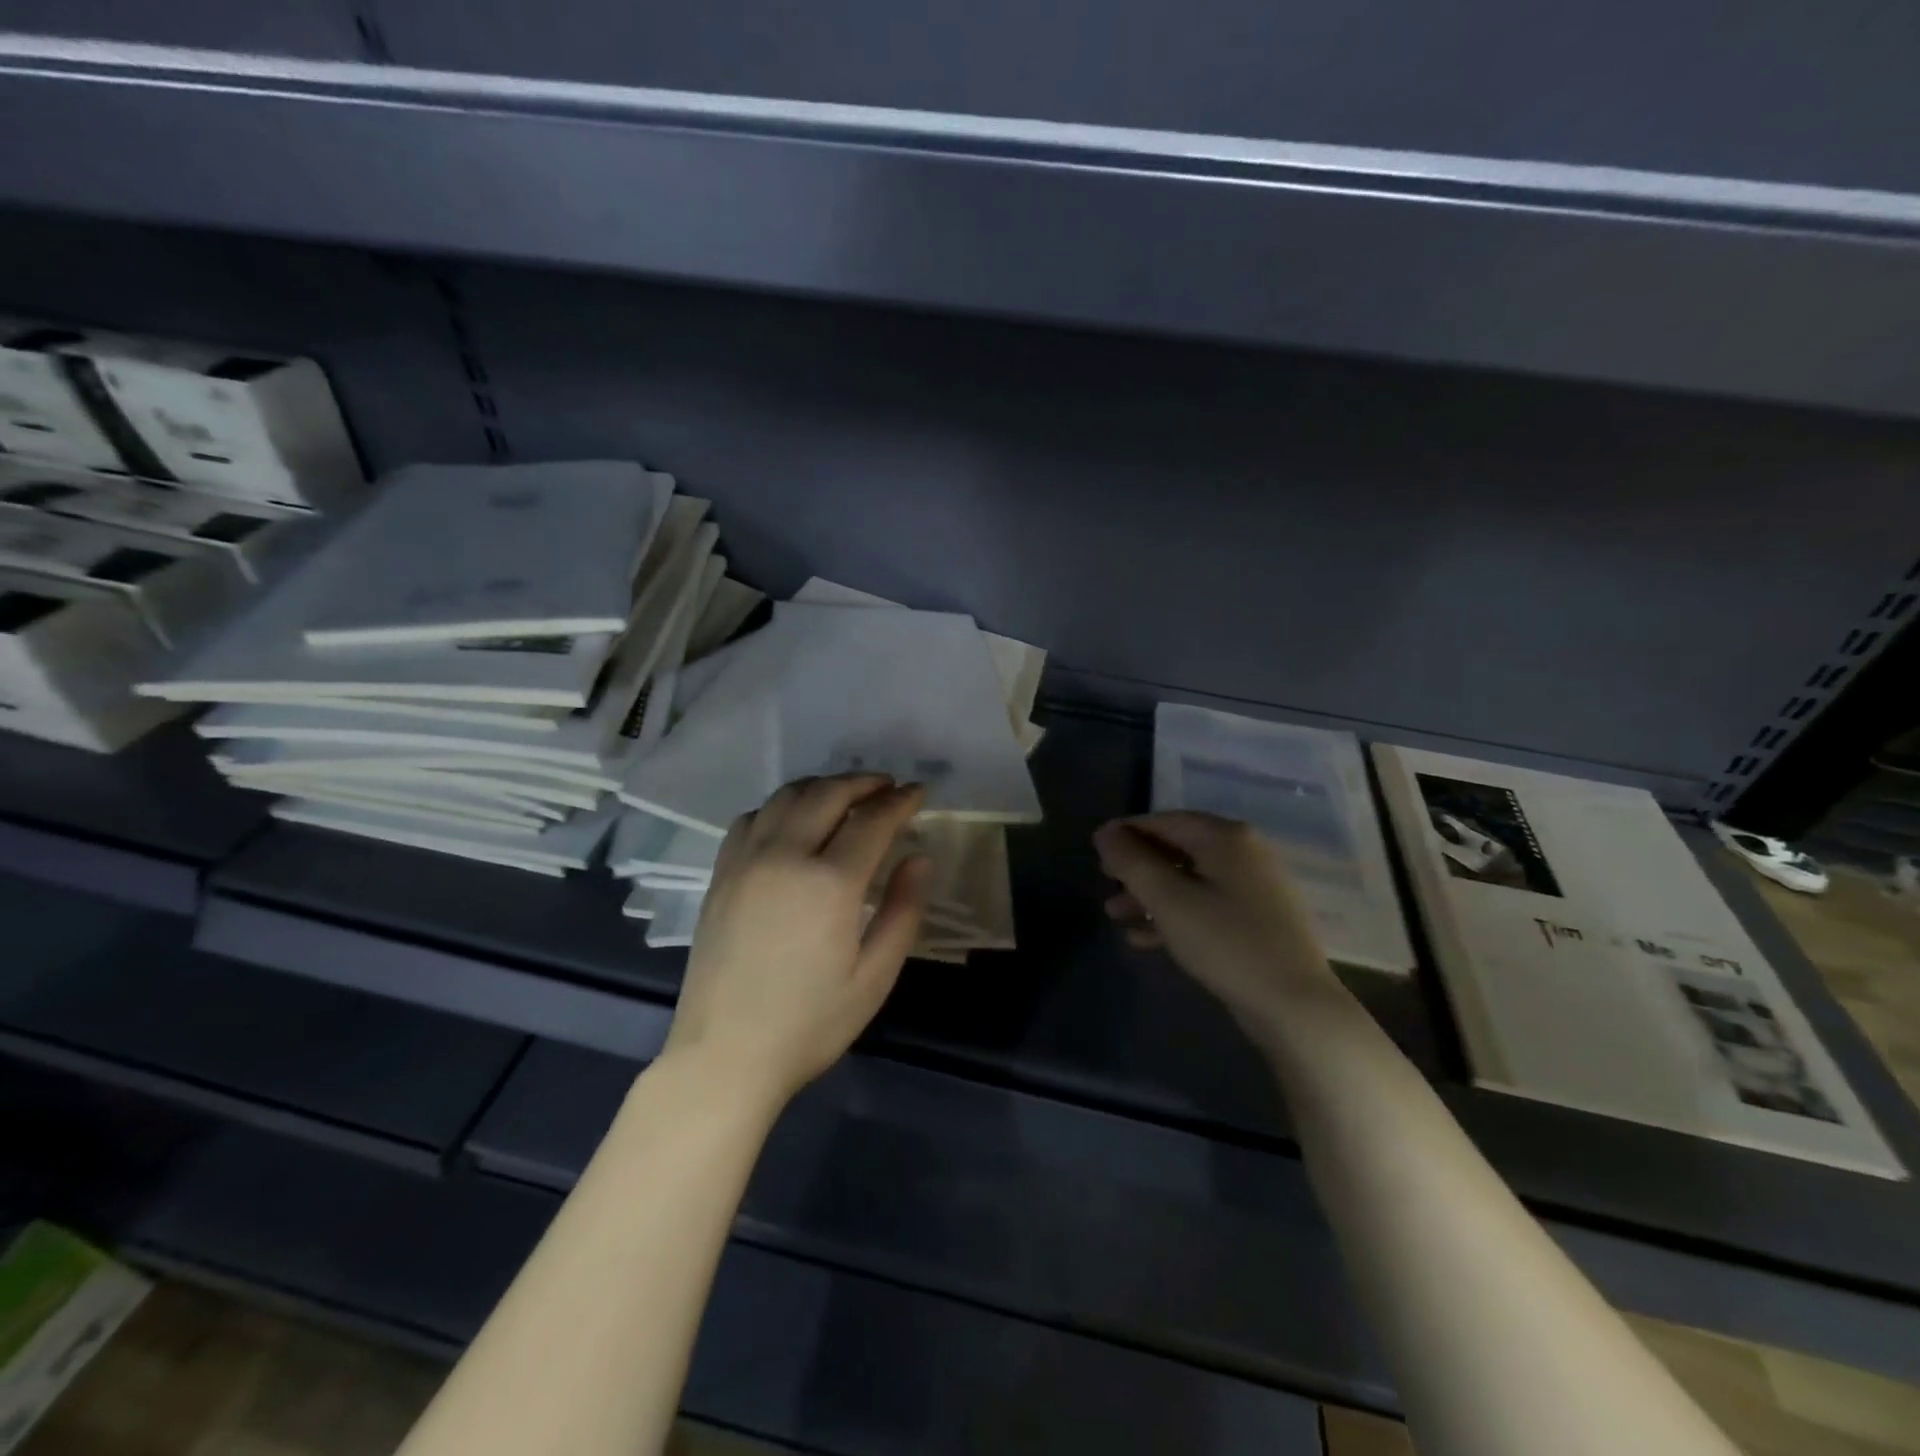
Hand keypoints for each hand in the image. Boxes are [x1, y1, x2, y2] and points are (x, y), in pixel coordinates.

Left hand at [664, 774, 930, 1105]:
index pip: (872, 820)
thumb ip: (903, 910)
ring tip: (845, 796)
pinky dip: (780, 806)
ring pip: (786, 797)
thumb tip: (919, 858)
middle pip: (827, 794)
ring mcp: (745, 861)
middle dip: (862, 783)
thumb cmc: (810, 1023)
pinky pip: (751, 818)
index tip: (918, 792)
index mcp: (829, 883)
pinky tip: (791, 822)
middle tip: (886, 786)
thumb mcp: (875, 976)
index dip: (900, 801)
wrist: (724, 1055)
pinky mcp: (720, 874)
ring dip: (822, 787)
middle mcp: (784, 857)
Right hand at [1093, 812, 1337, 1042]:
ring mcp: (1254, 886)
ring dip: (1150, 895)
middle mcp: (1244, 852)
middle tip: (1105, 884)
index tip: (1094, 849)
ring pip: (1189, 880)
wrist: (1295, 1006)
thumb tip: (1105, 832)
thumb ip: (1131, 861)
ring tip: (1116, 916)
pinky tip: (1144, 938)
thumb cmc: (1225, 942)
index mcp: (1225, 837)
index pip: (1164, 821)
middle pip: (1176, 849)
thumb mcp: (1167, 900)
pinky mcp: (1257, 918)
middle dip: (1136, 868)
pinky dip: (1175, 914)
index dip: (1126, 832)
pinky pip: (1206, 904)